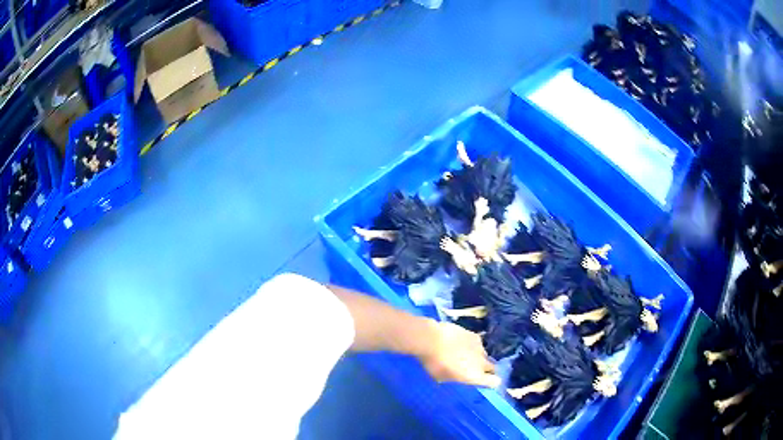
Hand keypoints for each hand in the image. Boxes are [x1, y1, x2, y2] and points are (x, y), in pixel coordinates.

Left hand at [416, 321, 500, 387]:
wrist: (431, 339)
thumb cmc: (434, 363)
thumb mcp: (441, 377)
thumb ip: (455, 378)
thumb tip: (457, 375)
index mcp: (475, 376)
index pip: (495, 382)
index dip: (491, 382)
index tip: (485, 382)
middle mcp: (482, 363)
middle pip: (492, 368)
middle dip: (486, 369)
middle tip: (473, 369)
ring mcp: (480, 347)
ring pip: (484, 355)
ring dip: (478, 357)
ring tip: (464, 354)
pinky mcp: (475, 335)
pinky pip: (477, 344)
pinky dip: (472, 345)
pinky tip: (461, 343)